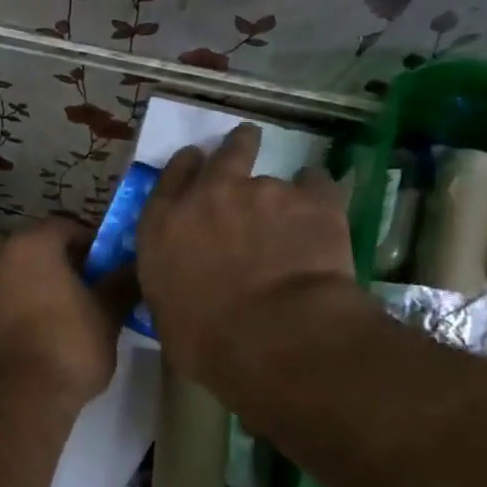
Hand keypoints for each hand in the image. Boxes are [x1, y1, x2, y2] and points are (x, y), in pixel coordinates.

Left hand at [0, 219, 130, 409]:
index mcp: (31, 246)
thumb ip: (122, 282)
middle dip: (69, 263)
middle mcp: (0, 260)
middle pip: (40, 249)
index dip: (93, 240)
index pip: (65, 224)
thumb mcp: (107, 313)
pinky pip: (9, 303)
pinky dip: (28, 309)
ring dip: (47, 287)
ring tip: (77, 313)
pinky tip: (50, 335)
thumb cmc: (67, 345)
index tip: (112, 263)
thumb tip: (136, 266)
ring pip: (23, 277)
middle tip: (98, 286)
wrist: (17, 399)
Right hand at [136, 124, 362, 385]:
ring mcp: (264, 193)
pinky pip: (319, 187)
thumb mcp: (168, 313)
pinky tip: (323, 211)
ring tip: (291, 214)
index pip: (171, 177)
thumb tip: (186, 284)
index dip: (186, 166)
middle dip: (237, 147)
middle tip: (246, 146)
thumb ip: (174, 282)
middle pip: (225, 154)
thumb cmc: (206, 340)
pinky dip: (319, 195)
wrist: (275, 337)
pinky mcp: (313, 202)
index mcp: (163, 225)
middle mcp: (209, 196)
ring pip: (276, 178)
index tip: (197, 161)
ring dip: (280, 193)